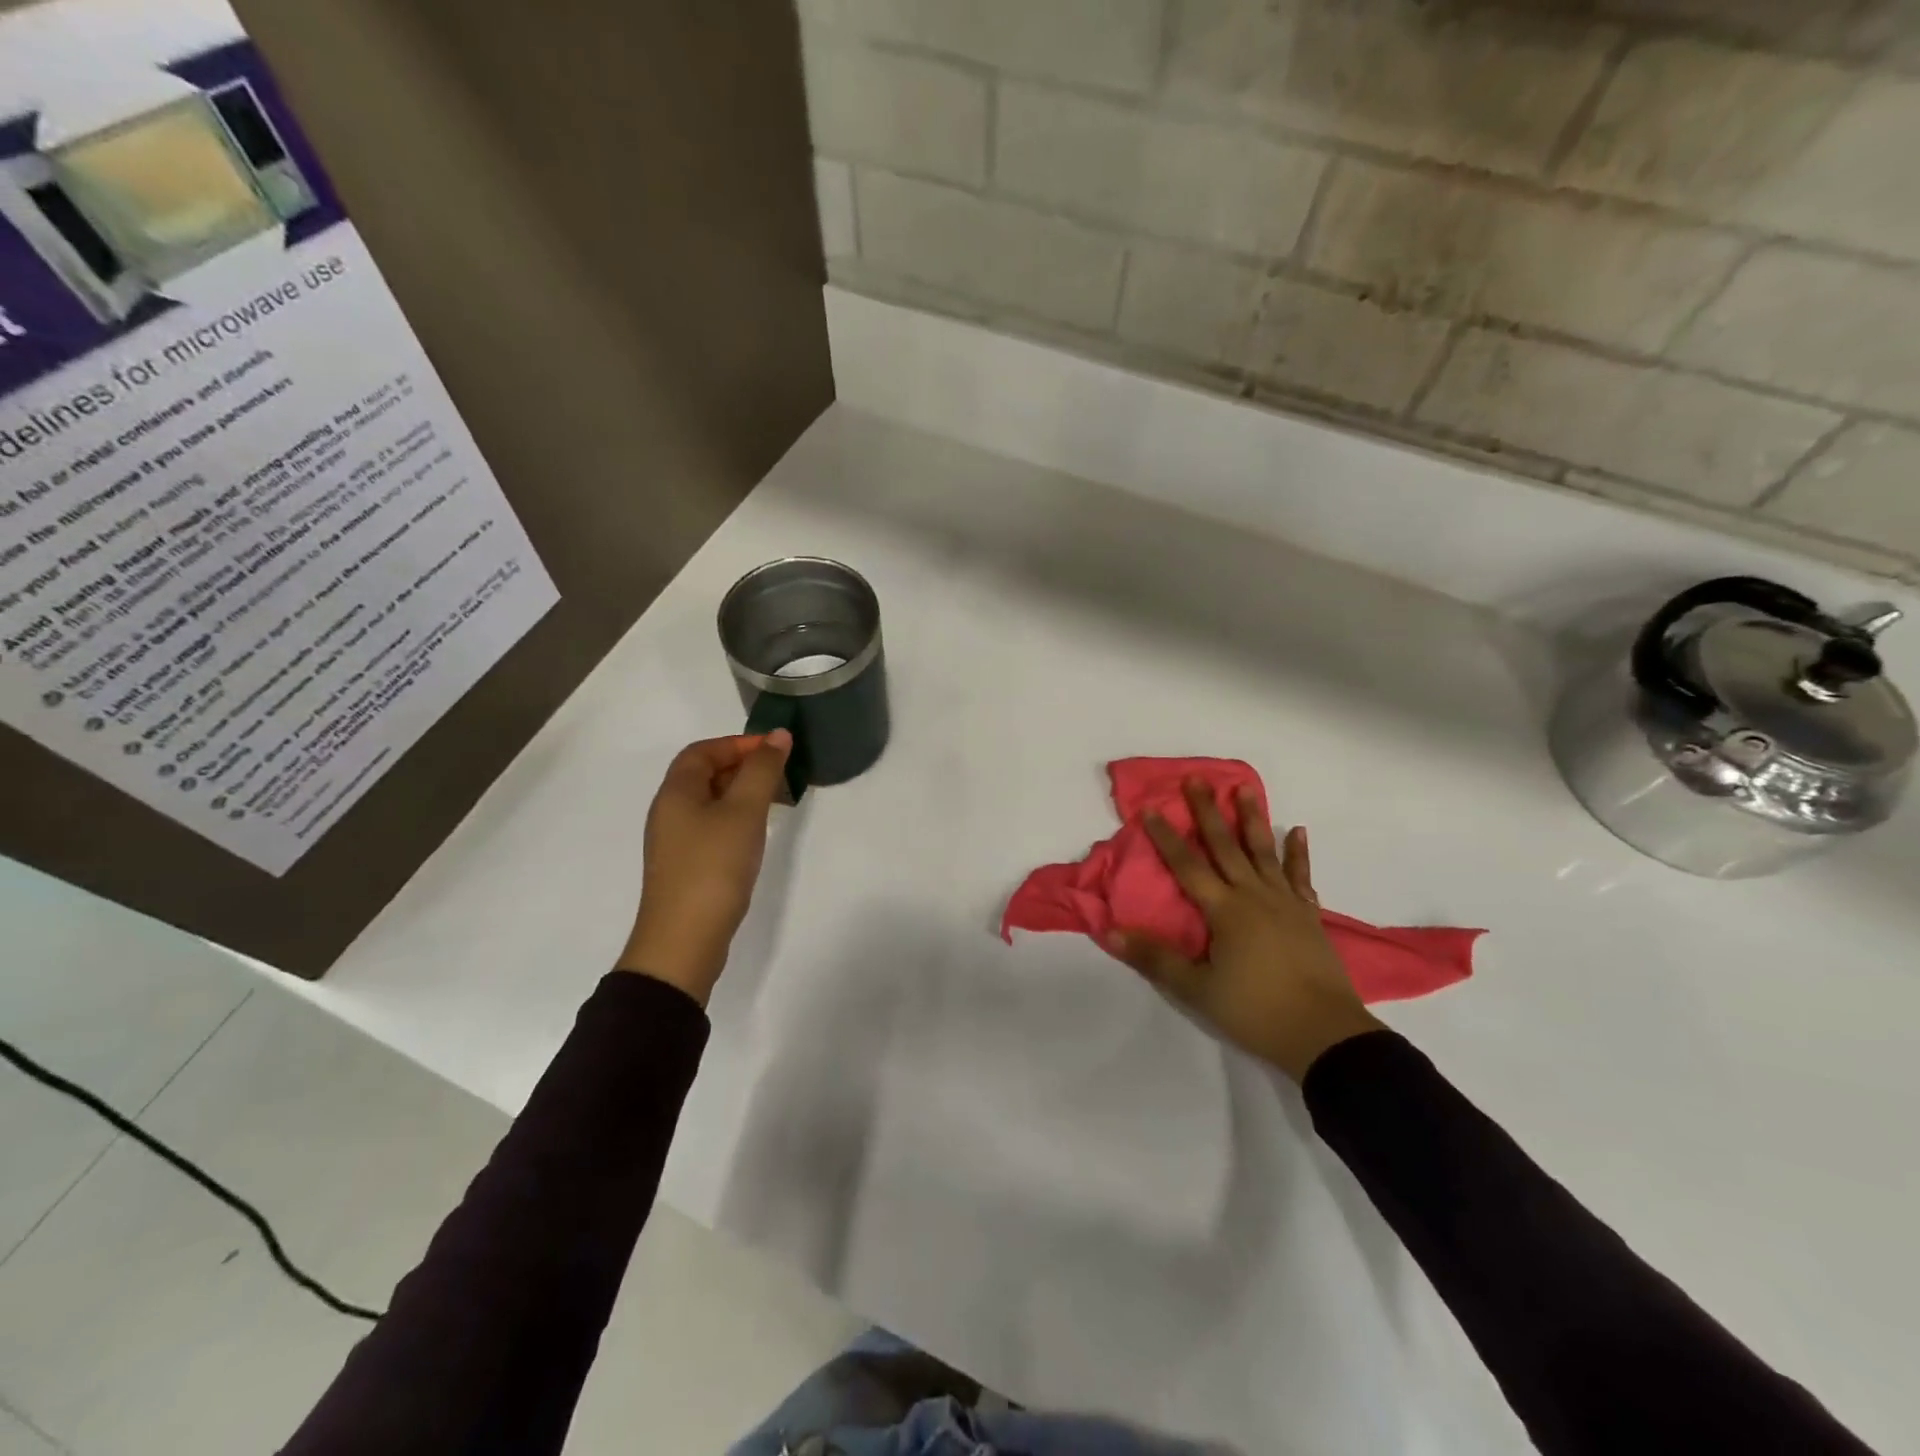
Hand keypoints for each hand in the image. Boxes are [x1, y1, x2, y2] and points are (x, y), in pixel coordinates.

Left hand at [617, 730, 792, 1004]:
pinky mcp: (687, 866)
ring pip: (710, 802)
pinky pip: (712, 827)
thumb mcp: (744, 812)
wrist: (684, 941)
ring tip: (776, 802)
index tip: (775, 750)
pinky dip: (736, 819)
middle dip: (743, 767)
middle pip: (704, 774)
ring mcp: (676, 842)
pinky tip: (757, 835)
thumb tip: (778, 735)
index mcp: (676, 792)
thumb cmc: (713, 868)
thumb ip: (763, 771)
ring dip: (742, 794)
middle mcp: (669, 812)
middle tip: (781, 774)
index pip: (703, 750)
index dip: (738, 743)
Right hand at [1106, 779, 1382, 1081]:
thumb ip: (1154, 958)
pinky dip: (1297, 853)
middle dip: (1208, 812)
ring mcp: (1285, 903)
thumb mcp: (1197, 989)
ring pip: (1264, 852)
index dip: (1167, 838)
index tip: (1151, 809)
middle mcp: (1254, 896)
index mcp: (1225, 910)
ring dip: (1253, 819)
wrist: (1326, 1035)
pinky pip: (1300, 876)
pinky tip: (1296, 831)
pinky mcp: (1308, 916)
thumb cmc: (1255, 1010)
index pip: (1188, 866)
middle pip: (1226, 846)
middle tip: (1196, 779)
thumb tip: (1110, 932)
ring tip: (1245, 789)